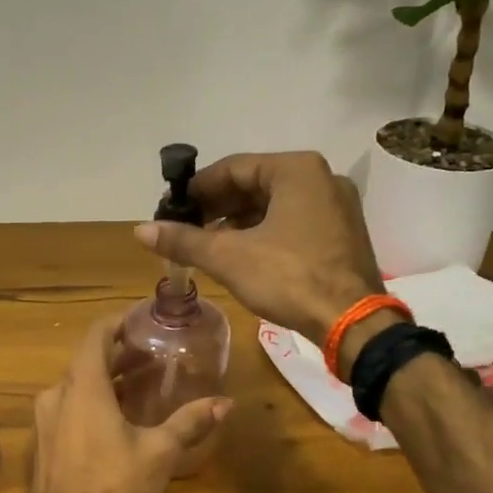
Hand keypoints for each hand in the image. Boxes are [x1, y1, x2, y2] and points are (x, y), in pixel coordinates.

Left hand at [12, 314, 230, 492]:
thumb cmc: (112, 486)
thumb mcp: (158, 452)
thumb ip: (189, 422)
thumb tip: (226, 403)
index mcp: (83, 386)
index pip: (95, 335)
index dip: (117, 322)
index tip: (140, 319)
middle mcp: (57, 395)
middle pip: (86, 361)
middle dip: (118, 354)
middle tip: (150, 354)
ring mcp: (45, 421)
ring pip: (76, 386)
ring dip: (106, 380)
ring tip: (139, 385)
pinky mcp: (43, 444)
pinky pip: (68, 408)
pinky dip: (92, 402)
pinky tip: (115, 420)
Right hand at [133, 151, 385, 341]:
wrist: (352, 323)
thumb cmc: (289, 278)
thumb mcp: (229, 257)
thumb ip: (184, 240)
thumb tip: (140, 230)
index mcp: (296, 169)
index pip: (233, 168)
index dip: (197, 189)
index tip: (172, 208)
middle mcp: (321, 178)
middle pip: (255, 185)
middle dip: (217, 206)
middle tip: (186, 228)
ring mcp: (336, 205)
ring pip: (274, 205)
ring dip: (238, 222)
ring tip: (207, 244)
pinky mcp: (342, 233)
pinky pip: (293, 221)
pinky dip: (264, 232)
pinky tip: (241, 254)